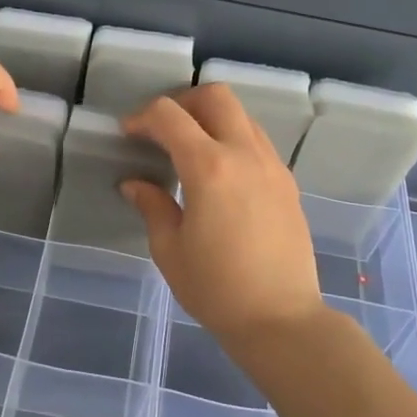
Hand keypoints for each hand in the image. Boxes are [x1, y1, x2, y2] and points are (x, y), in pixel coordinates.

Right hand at [119, 84, 326, 351]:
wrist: (282, 320)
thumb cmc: (217, 289)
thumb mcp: (170, 250)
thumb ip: (152, 205)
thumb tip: (134, 183)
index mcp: (209, 167)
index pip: (169, 116)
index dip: (143, 117)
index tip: (129, 134)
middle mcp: (244, 153)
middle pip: (214, 96)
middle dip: (182, 102)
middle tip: (163, 130)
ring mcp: (271, 164)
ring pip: (241, 114)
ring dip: (211, 118)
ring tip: (191, 149)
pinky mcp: (287, 181)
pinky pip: (257, 140)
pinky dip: (233, 139)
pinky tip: (221, 173)